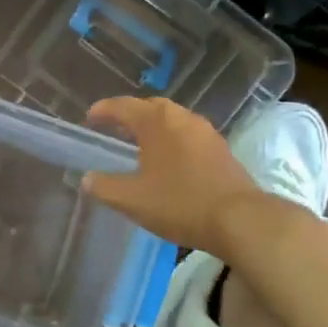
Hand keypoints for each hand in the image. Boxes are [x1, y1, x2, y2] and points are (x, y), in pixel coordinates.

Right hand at [82, 97, 265, 257]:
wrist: (240, 219)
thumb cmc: (179, 203)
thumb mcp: (132, 199)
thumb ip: (104, 187)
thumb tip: (87, 179)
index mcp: (157, 122)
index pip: (123, 106)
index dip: (104, 110)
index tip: (89, 118)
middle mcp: (182, 118)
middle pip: (151, 107)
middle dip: (130, 115)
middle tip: (114, 128)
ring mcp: (206, 132)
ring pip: (173, 120)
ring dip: (153, 128)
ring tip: (139, 144)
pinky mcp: (221, 150)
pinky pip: (188, 135)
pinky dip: (172, 140)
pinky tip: (168, 161)